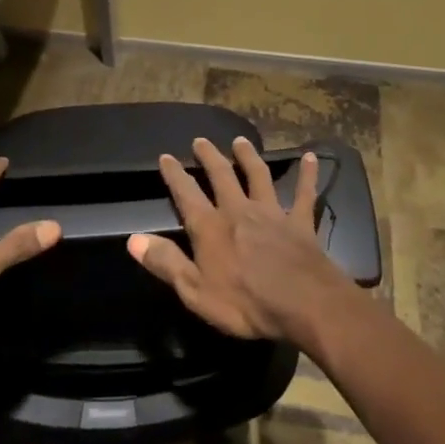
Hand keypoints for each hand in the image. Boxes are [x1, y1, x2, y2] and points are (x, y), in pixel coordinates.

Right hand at [130, 136, 350, 347]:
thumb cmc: (245, 303)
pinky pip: (304, 193)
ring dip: (249, 157)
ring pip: (259, 176)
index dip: (174, 175)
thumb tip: (133, 240)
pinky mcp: (300, 221)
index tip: (166, 157)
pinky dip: (308, 175)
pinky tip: (311, 157)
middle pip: (222, 176)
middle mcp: (239, 210)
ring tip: (241, 141)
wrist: (302, 302)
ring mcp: (272, 213)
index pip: (186, 194)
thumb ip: (165, 262)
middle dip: (210, 157)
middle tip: (201, 140)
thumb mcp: (195, 291)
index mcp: (211, 227)